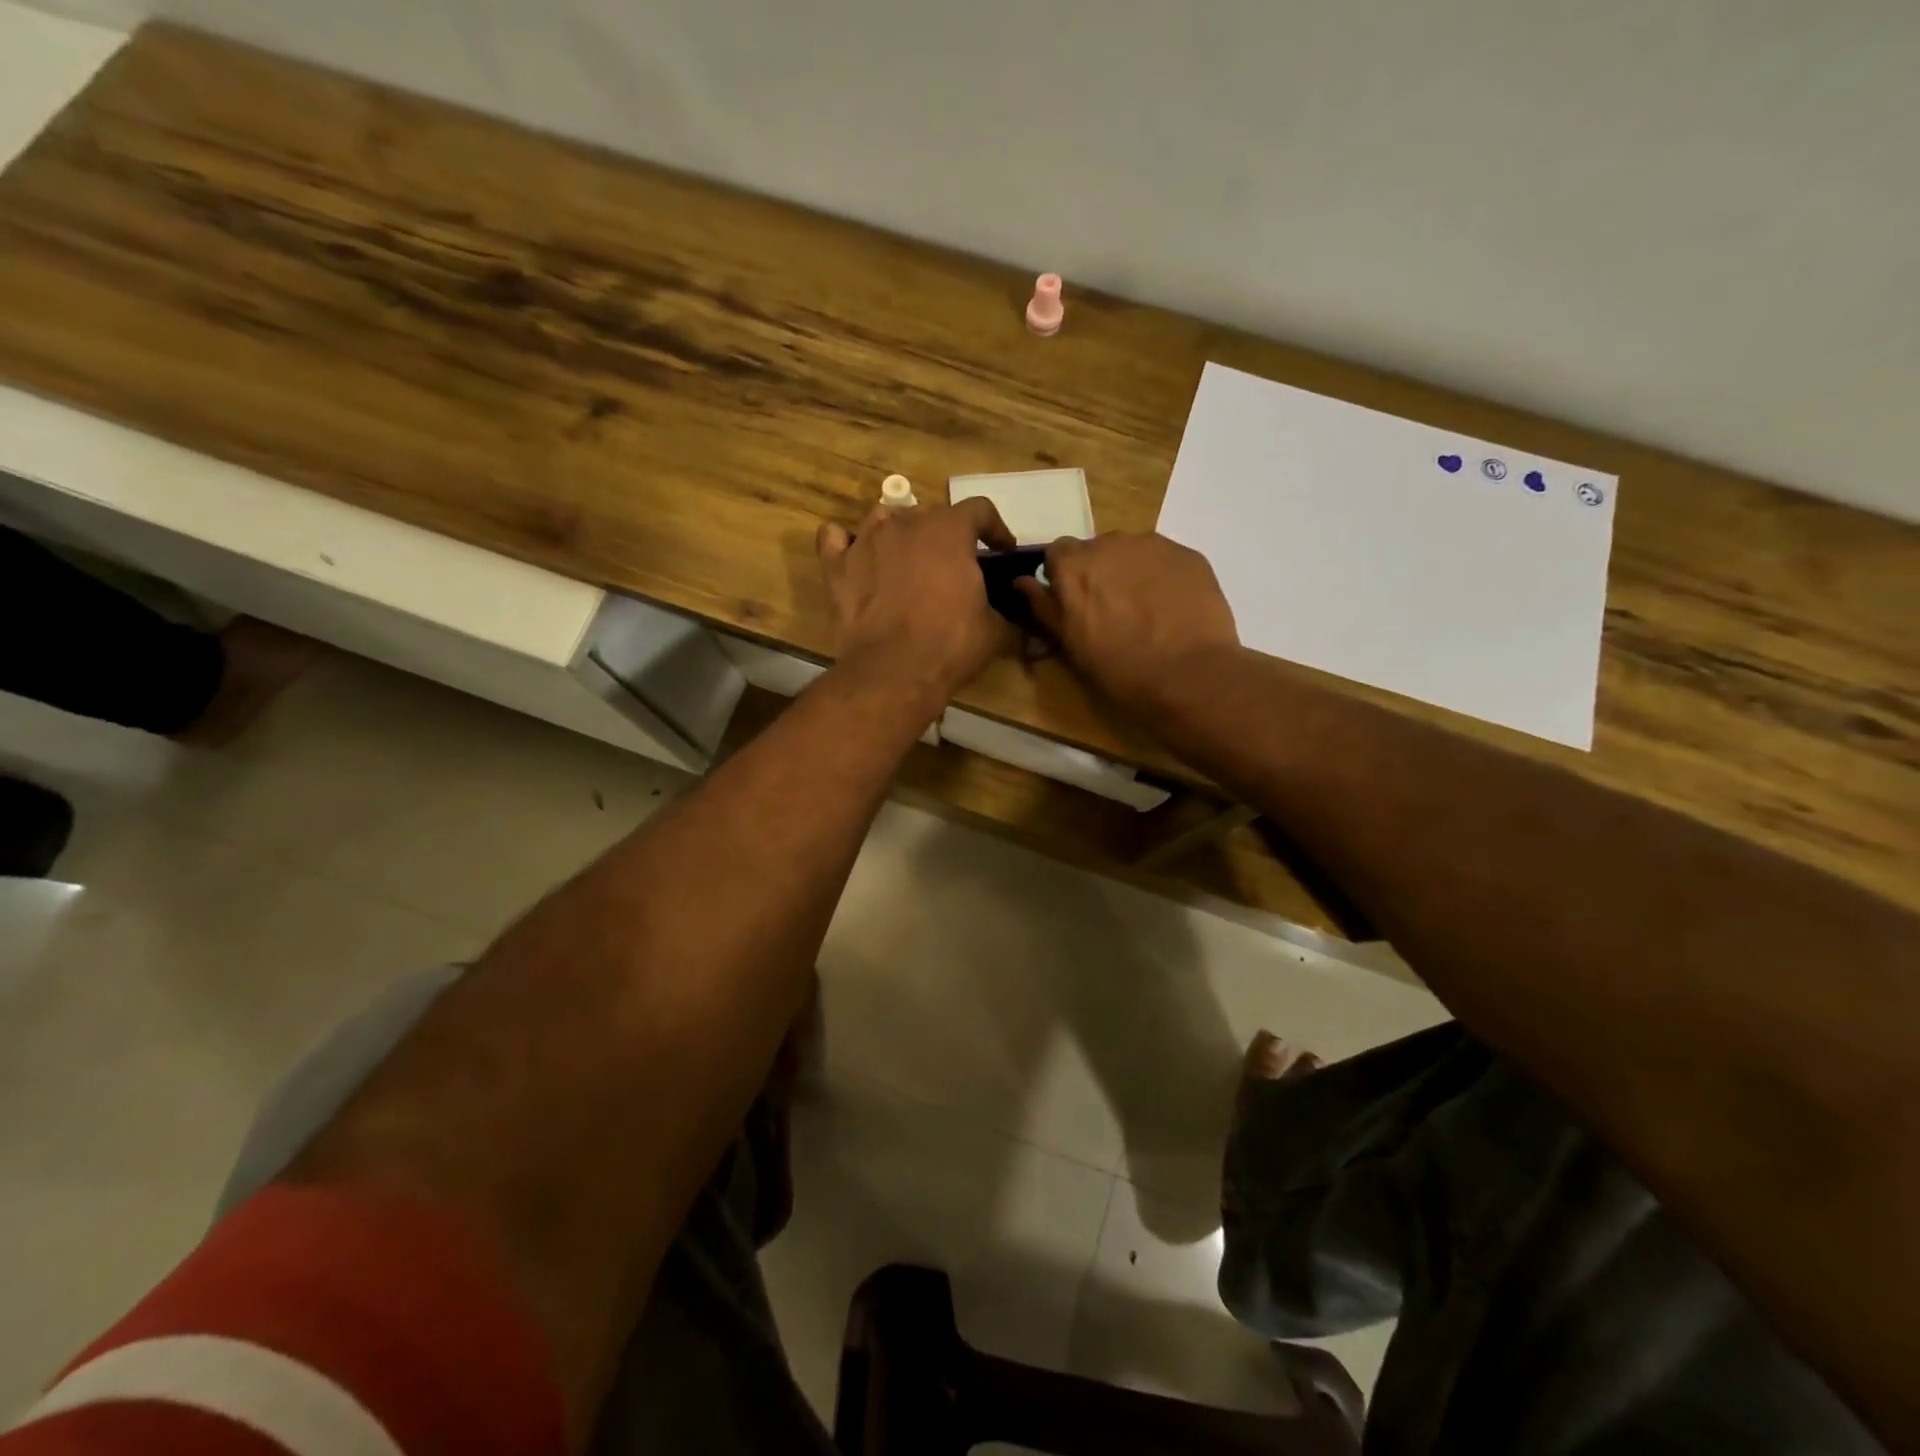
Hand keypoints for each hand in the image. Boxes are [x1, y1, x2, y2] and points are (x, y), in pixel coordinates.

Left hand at [817, 498, 1017, 710]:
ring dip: (898, 532)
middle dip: (946, 534)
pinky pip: (834, 539)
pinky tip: (855, 556)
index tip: (1001, 549)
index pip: (979, 510)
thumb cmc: (950, 645)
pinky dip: (844, 543)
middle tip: (954, 564)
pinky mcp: (837, 567)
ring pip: (882, 518)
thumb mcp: (994, 631)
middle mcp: (905, 524)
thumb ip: (1006, 615)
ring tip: (906, 558)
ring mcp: (866, 542)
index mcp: (949, 530)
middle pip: (929, 513)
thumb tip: (1022, 624)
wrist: (892, 672)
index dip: (995, 528)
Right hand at [1017, 532, 1239, 714]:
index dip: (1064, 577)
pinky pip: (1165, 560)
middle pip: (1097, 550)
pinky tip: (1172, 608)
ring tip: (1146, 610)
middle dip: (1099, 573)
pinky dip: (1163, 577)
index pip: (1057, 553)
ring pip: (1132, 552)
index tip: (1074, 602)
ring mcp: (1153, 546)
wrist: (1190, 677)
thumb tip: (1022, 582)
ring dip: (1131, 572)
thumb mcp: (1071, 644)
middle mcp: (1110, 544)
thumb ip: (1044, 607)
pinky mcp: (1188, 555)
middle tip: (1112, 610)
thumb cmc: (1120, 669)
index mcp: (1074, 566)